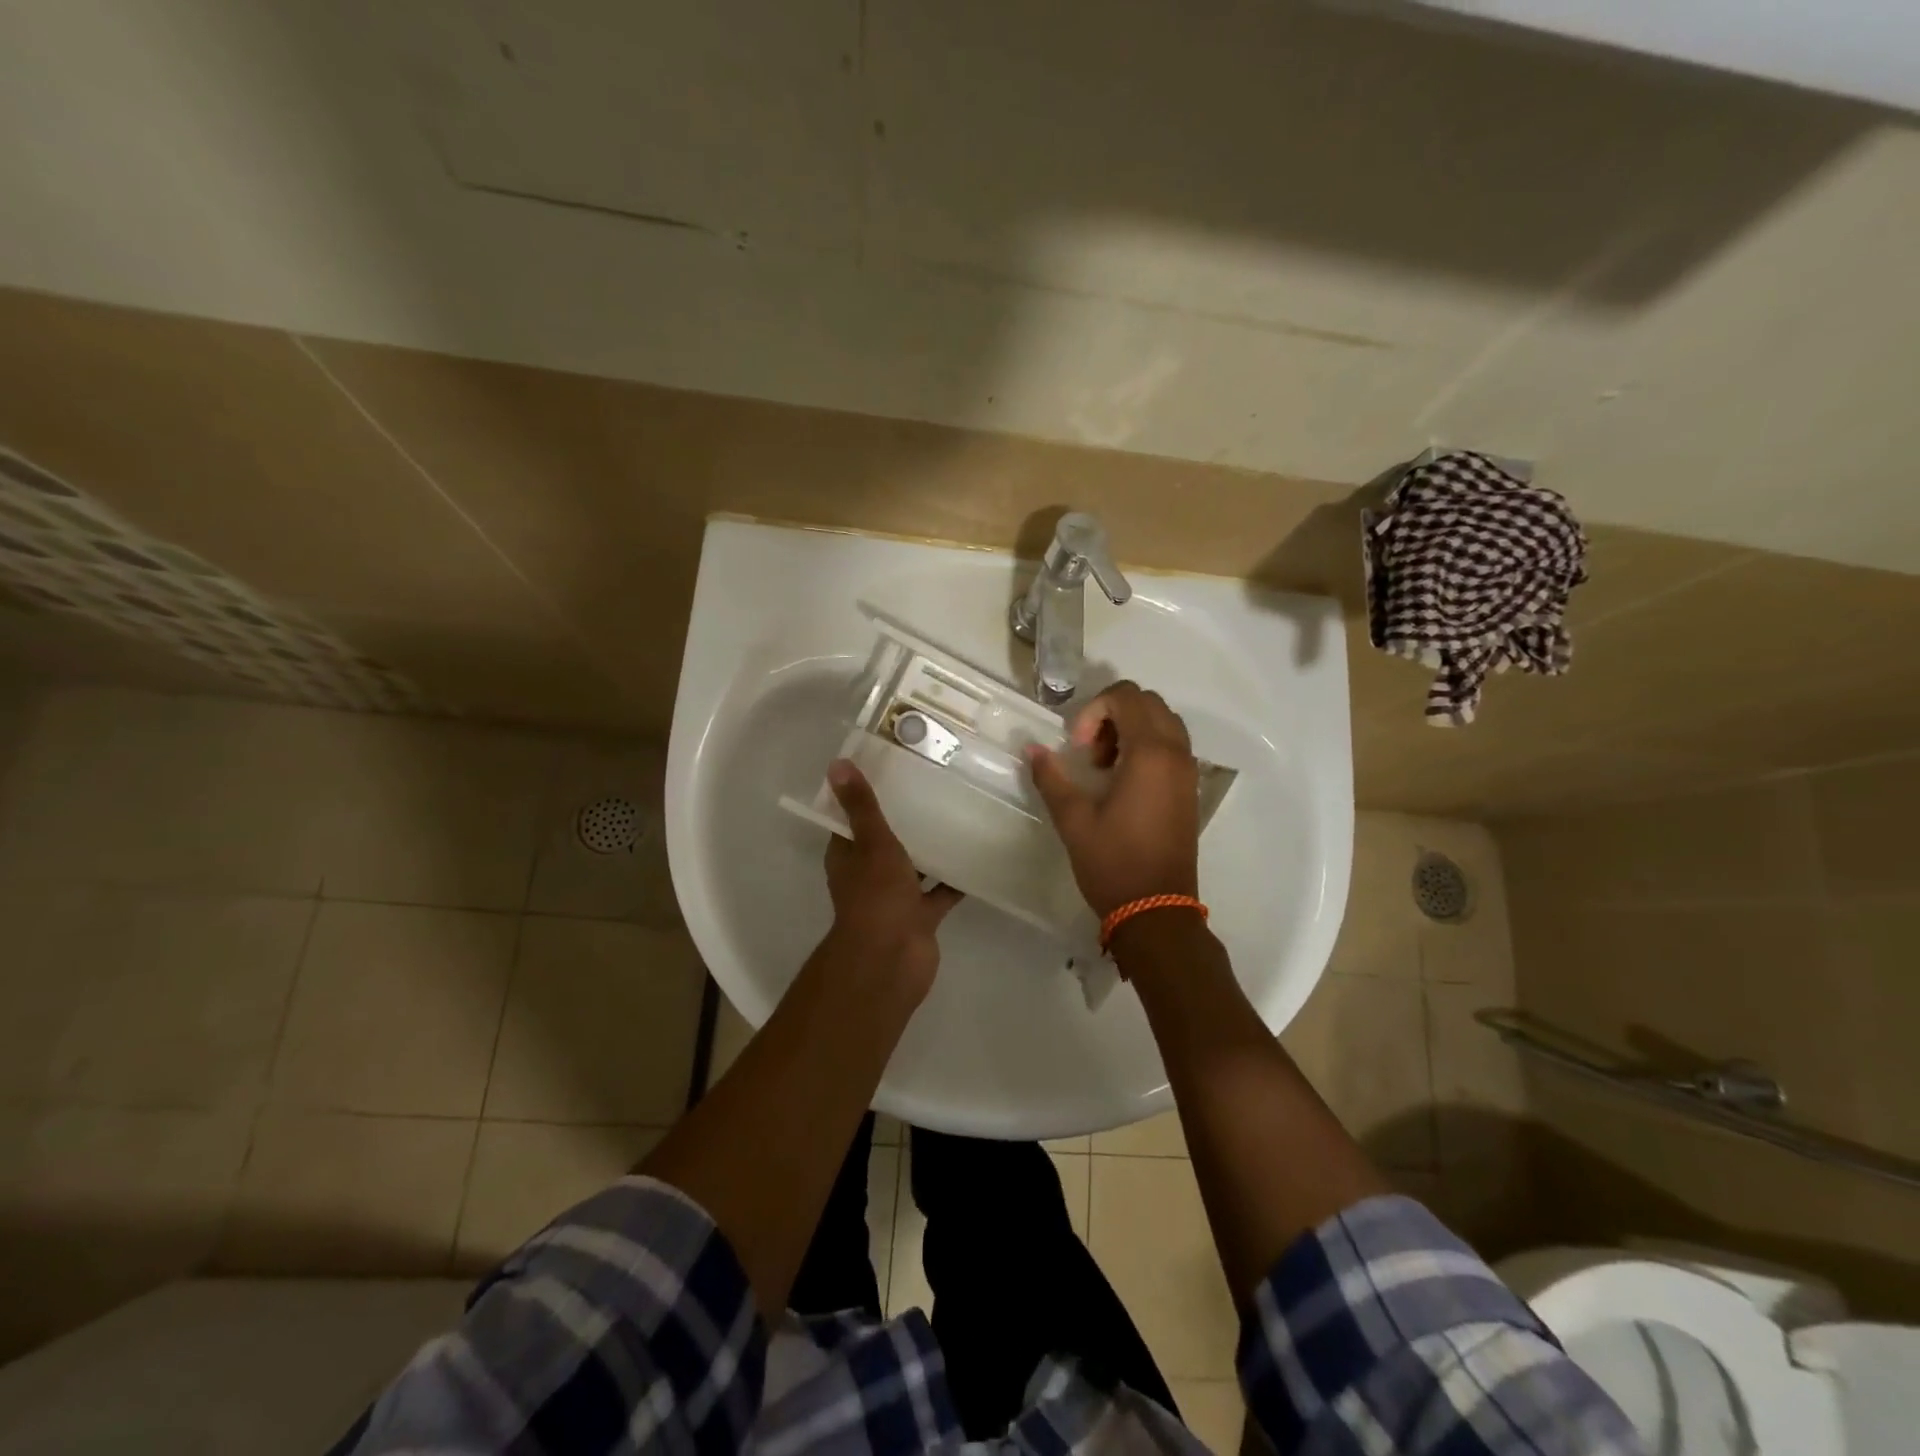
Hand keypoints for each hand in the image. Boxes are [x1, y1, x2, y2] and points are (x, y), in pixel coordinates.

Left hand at [822, 759, 962, 1000]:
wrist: (892, 959)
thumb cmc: (876, 896)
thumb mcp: (871, 842)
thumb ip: (861, 806)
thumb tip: (837, 764)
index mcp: (848, 856)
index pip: (853, 819)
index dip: (866, 797)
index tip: (891, 769)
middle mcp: (868, 874)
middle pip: (885, 841)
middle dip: (904, 819)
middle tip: (933, 785)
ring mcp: (895, 896)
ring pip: (914, 865)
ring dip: (930, 847)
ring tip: (958, 813)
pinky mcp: (920, 915)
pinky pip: (940, 891)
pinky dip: (954, 878)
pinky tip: (977, 854)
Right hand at [1027, 681, 1199, 919]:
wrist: (1156, 909)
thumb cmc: (1113, 863)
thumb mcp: (1073, 819)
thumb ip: (1051, 777)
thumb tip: (1032, 749)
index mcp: (1150, 753)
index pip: (1126, 697)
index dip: (1093, 711)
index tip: (1077, 748)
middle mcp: (1176, 753)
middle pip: (1148, 702)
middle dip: (1112, 714)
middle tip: (1089, 751)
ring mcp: (1188, 770)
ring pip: (1163, 721)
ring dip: (1131, 728)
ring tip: (1104, 765)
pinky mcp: (1190, 788)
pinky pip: (1172, 745)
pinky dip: (1147, 745)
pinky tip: (1122, 780)